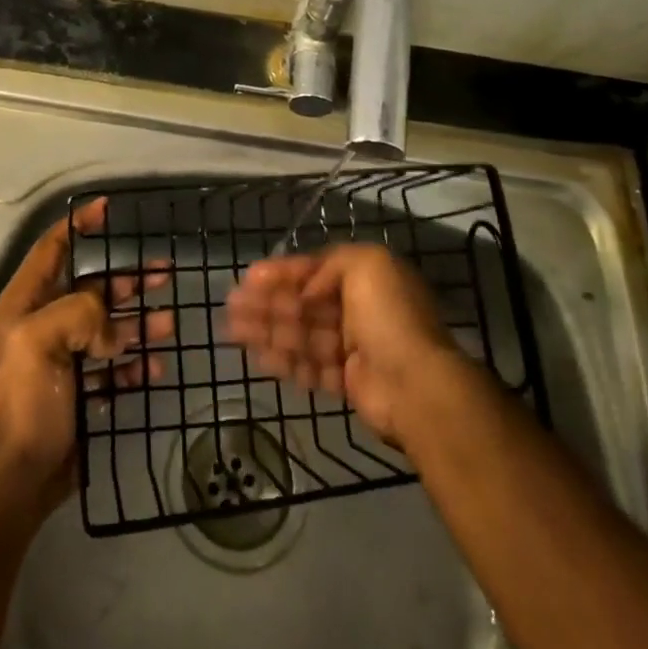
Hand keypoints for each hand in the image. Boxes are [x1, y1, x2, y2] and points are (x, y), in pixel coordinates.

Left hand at [0, 198, 173, 515]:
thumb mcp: (43, 340)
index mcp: (28, 302)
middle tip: (166, 274)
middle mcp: (46, 323)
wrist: (18, 477)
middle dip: (129, 280)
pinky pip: (115, 366)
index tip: (108, 210)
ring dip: (140, 322)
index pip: (53, 248)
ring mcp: (66, 358)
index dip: (78, 225)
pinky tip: (155, 366)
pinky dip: (135, 363)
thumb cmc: (26, 399)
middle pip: (93, 287)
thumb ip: (82, 312)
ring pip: (110, 327)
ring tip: (170, 322)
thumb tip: (114, 329)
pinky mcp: (82, 390)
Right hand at [225, 244, 463, 443]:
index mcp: (367, 278)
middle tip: (232, 305)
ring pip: (302, 334)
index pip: (316, 271)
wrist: (415, 385)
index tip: (249, 277)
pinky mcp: (349, 381)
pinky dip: (284, 360)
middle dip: (268, 302)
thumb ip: (329, 263)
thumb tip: (307, 288)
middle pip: (304, 304)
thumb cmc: (388, 316)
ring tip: (233, 330)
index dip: (282, 273)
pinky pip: (310, 366)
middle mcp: (361, 310)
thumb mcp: (366, 264)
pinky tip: (257, 356)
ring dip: (268, 329)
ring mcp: (355, 348)